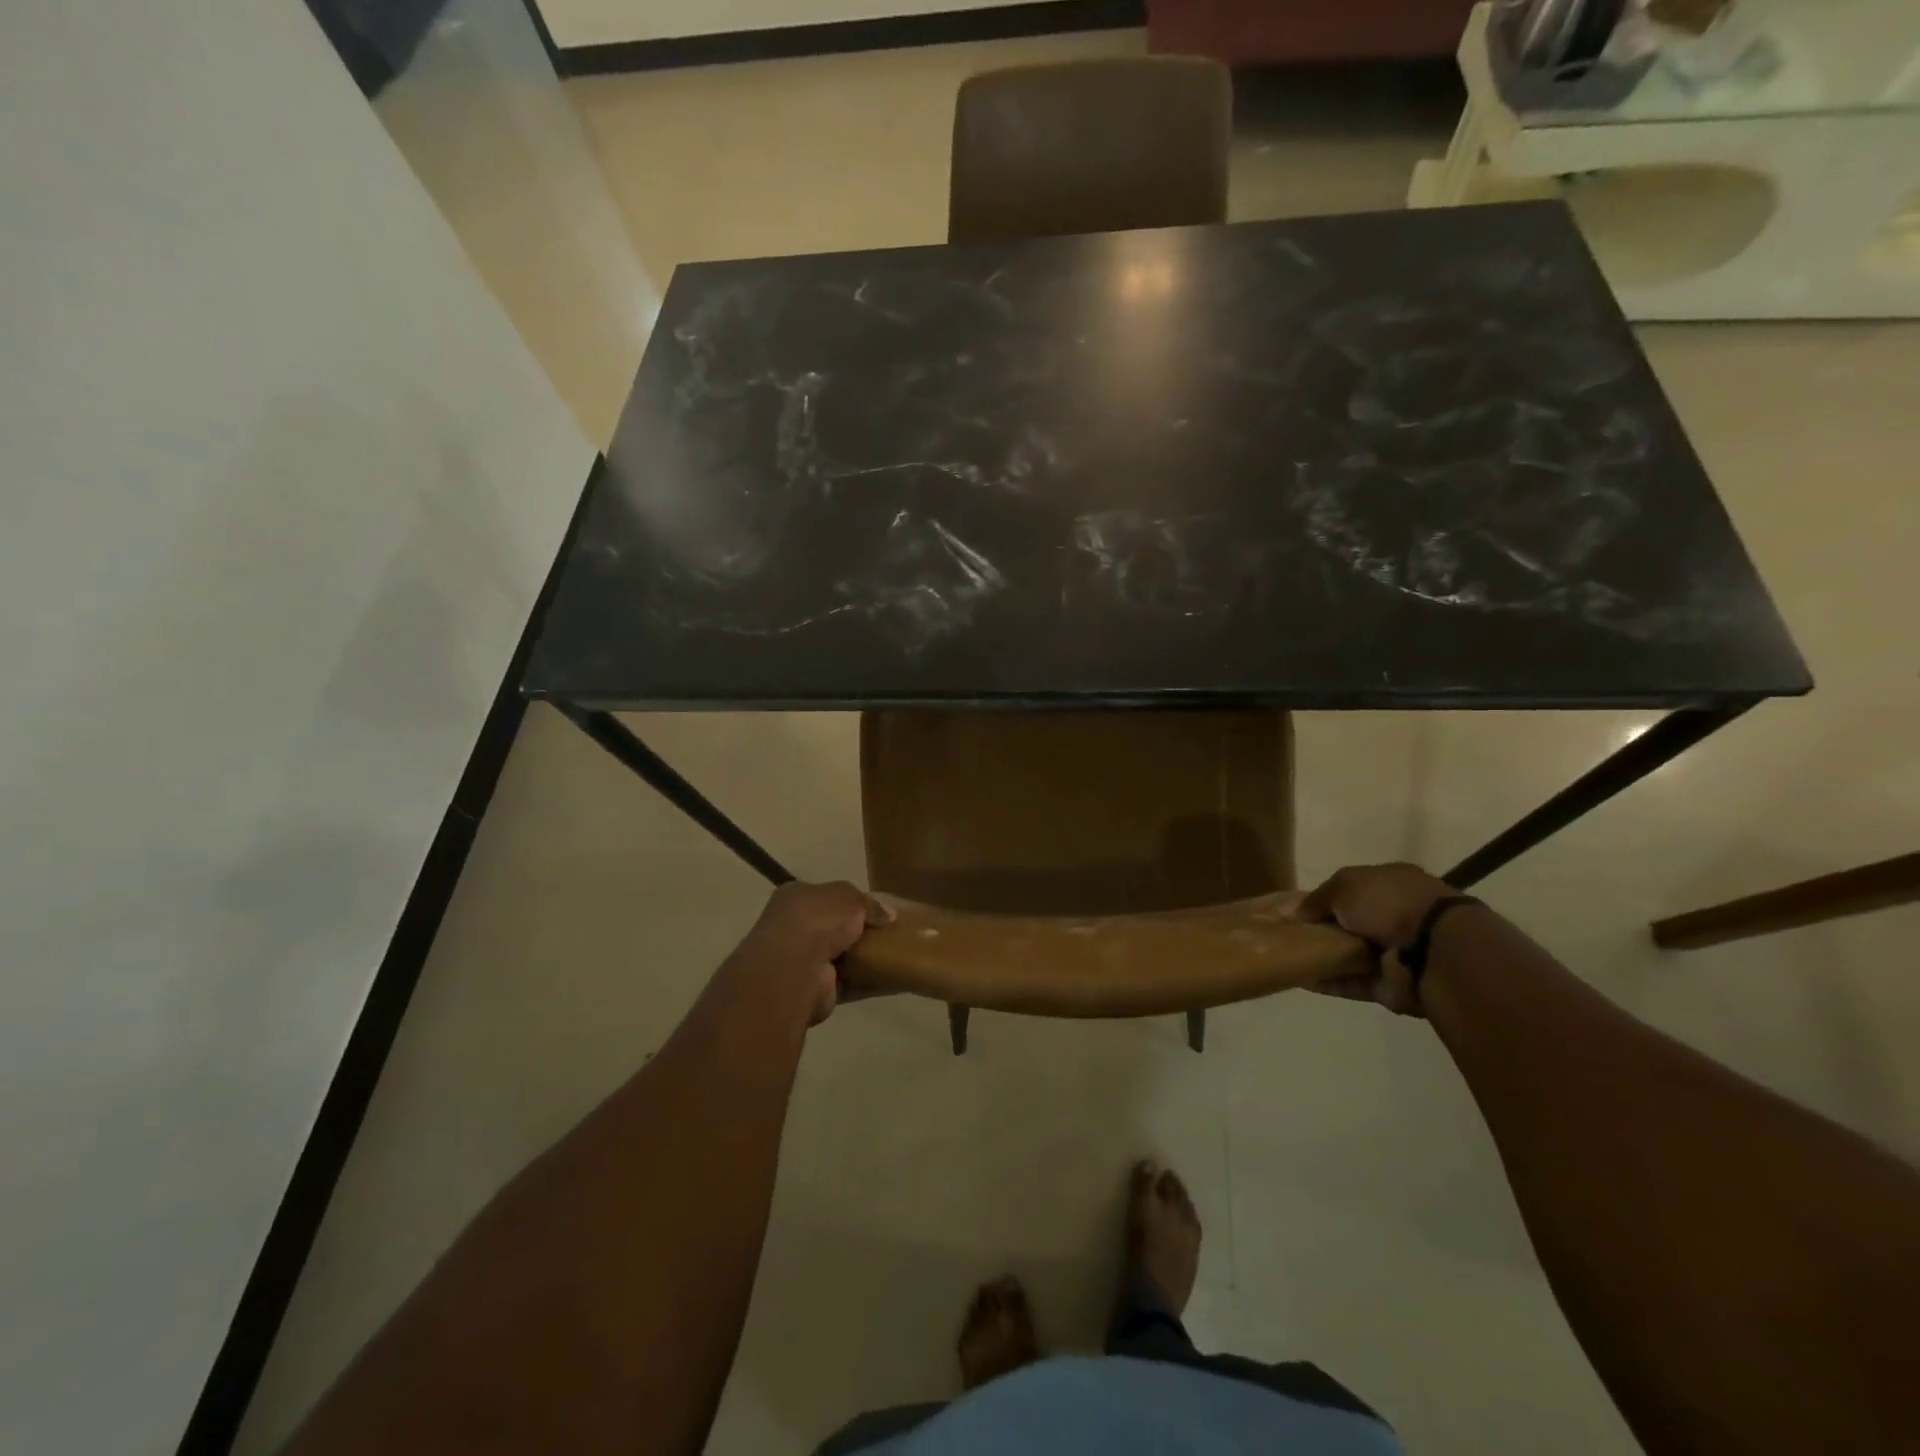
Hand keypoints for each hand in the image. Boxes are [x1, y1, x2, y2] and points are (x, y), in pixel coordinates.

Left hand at [736, 881, 893, 1025]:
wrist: (796, 967)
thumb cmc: (817, 919)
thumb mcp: (849, 896)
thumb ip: (869, 903)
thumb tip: (889, 914)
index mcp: (795, 897)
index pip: (825, 896)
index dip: (851, 901)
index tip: (876, 909)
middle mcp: (793, 928)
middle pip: (833, 928)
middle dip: (858, 931)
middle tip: (889, 931)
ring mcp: (802, 962)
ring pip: (841, 957)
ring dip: (864, 958)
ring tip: (897, 954)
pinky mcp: (815, 990)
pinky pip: (850, 983)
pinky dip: (869, 982)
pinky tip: (894, 979)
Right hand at [1296, 862, 1460, 1015]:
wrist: (1431, 950)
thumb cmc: (1388, 902)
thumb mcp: (1344, 885)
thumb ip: (1318, 898)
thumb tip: (1298, 913)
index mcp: (1392, 883)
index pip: (1353, 889)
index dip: (1326, 898)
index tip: (1299, 909)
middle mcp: (1396, 915)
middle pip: (1352, 923)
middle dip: (1324, 929)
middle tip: (1290, 934)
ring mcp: (1396, 952)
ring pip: (1351, 954)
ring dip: (1325, 956)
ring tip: (1289, 957)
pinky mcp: (1391, 984)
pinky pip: (1353, 983)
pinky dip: (1330, 982)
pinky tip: (1301, 979)